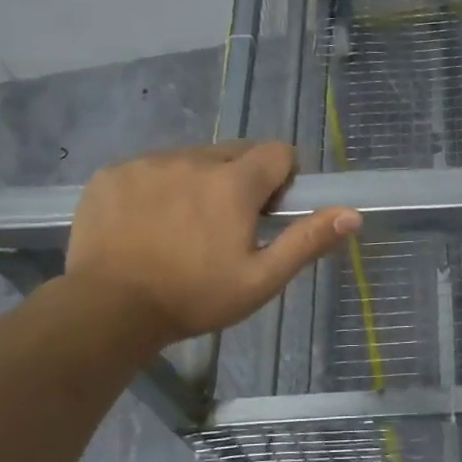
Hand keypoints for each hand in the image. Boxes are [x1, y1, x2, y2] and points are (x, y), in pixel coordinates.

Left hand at [66, 142, 359, 341]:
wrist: (108, 310)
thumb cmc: (194, 298)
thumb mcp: (261, 280)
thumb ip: (307, 241)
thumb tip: (353, 214)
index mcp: (233, 183)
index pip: (277, 152)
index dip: (282, 178)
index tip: (269, 211)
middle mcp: (192, 159)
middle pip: (234, 152)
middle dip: (240, 180)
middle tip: (226, 226)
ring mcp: (147, 163)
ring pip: (191, 159)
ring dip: (199, 182)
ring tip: (183, 228)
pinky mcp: (112, 174)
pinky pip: (150, 168)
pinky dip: (158, 187)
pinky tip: (147, 225)